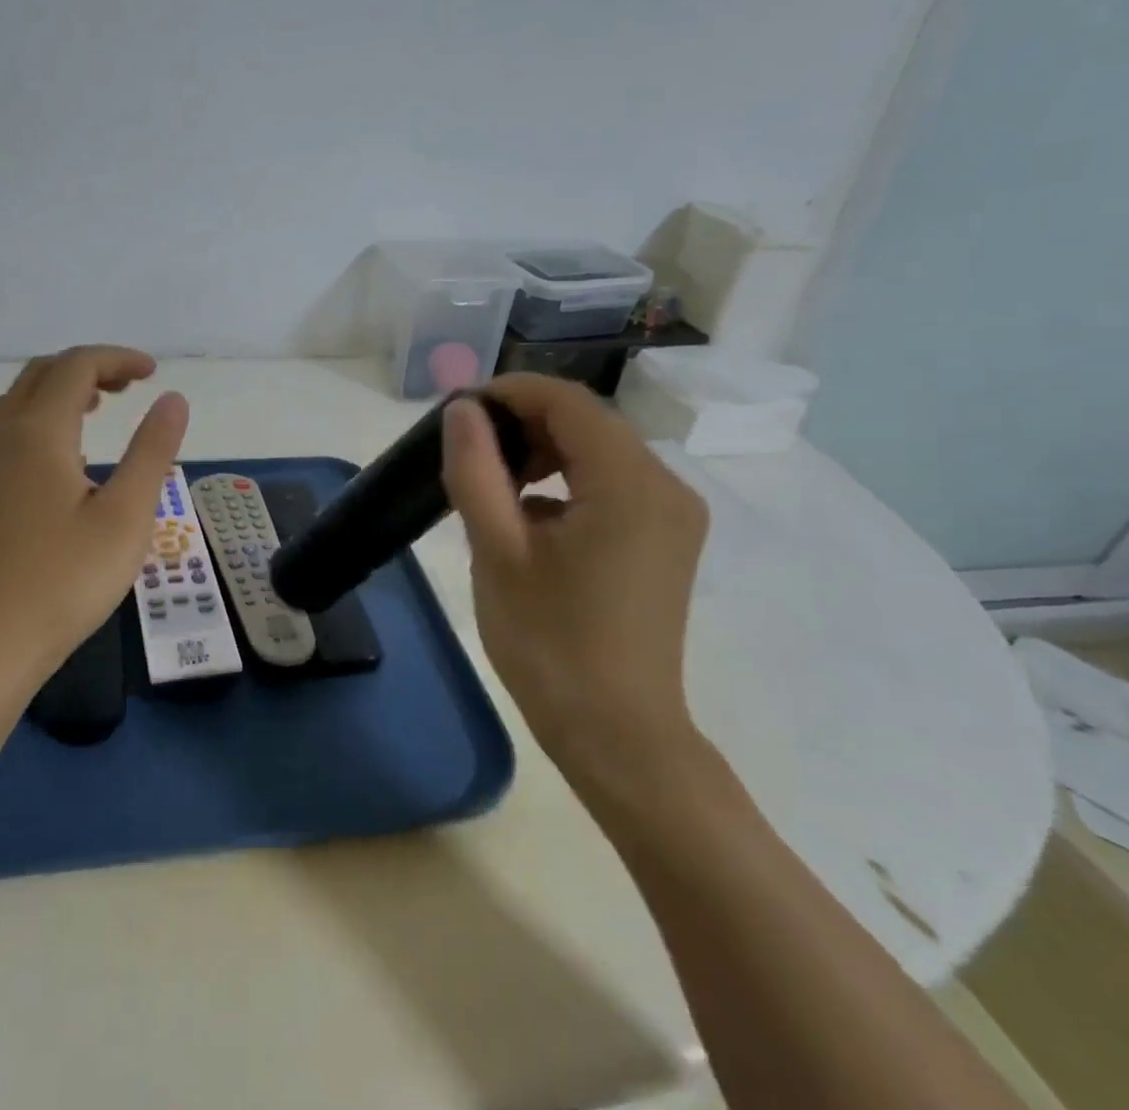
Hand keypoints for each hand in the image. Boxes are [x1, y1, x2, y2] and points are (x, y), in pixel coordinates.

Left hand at [0, 345, 188, 689]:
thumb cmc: (66, 579)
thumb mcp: (126, 514)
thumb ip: (152, 451)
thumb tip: (173, 399)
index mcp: (38, 431)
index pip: (76, 366)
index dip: (118, 359)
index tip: (154, 374)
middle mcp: (5, 435)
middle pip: (44, 373)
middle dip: (90, 367)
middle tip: (133, 386)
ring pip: (23, 399)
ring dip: (64, 389)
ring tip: (105, 406)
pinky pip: (13, 426)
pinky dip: (46, 415)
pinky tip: (72, 451)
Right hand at [441, 375, 708, 776]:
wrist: (617, 735)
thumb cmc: (549, 643)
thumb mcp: (498, 550)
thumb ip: (476, 469)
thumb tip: (463, 410)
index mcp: (631, 483)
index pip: (567, 401)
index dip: (508, 392)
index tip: (457, 412)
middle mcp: (666, 486)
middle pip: (587, 422)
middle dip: (522, 423)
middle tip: (467, 451)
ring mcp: (672, 515)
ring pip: (598, 452)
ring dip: (541, 452)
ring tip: (490, 484)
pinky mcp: (665, 540)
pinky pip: (610, 485)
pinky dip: (565, 483)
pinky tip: (527, 519)